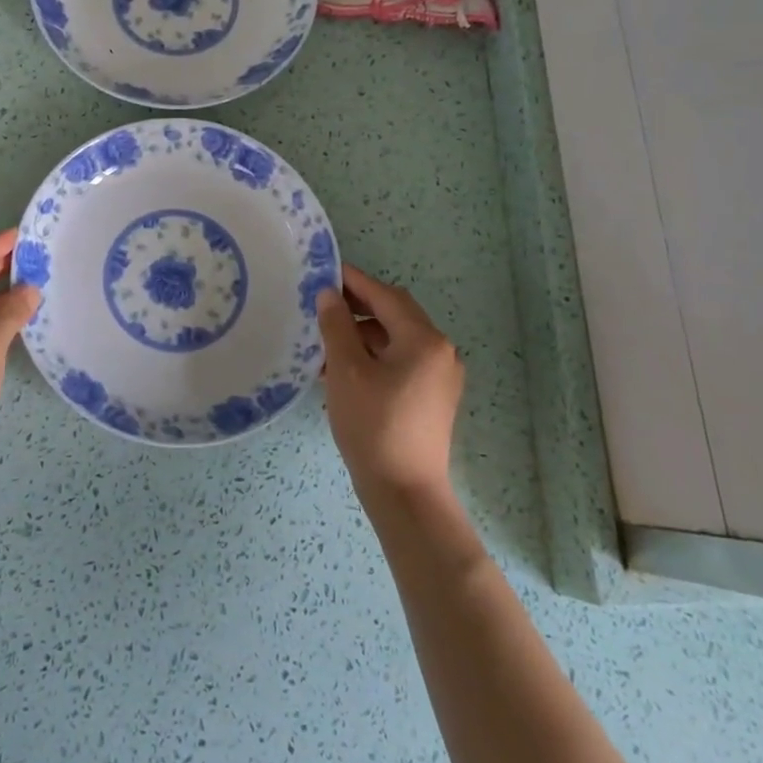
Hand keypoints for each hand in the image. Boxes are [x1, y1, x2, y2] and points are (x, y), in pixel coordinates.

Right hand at [316, 264, 464, 499]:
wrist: (404, 492)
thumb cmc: (373, 424)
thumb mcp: (346, 369)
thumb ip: (336, 325)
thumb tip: (329, 294)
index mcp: (424, 339)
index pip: (385, 295)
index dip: (354, 281)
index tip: (325, 270)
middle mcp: (441, 351)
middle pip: (395, 315)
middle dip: (358, 307)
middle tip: (322, 304)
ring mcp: (441, 376)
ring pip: (396, 340)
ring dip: (363, 334)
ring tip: (325, 342)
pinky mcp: (434, 398)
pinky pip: (402, 362)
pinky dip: (374, 356)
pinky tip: (344, 368)